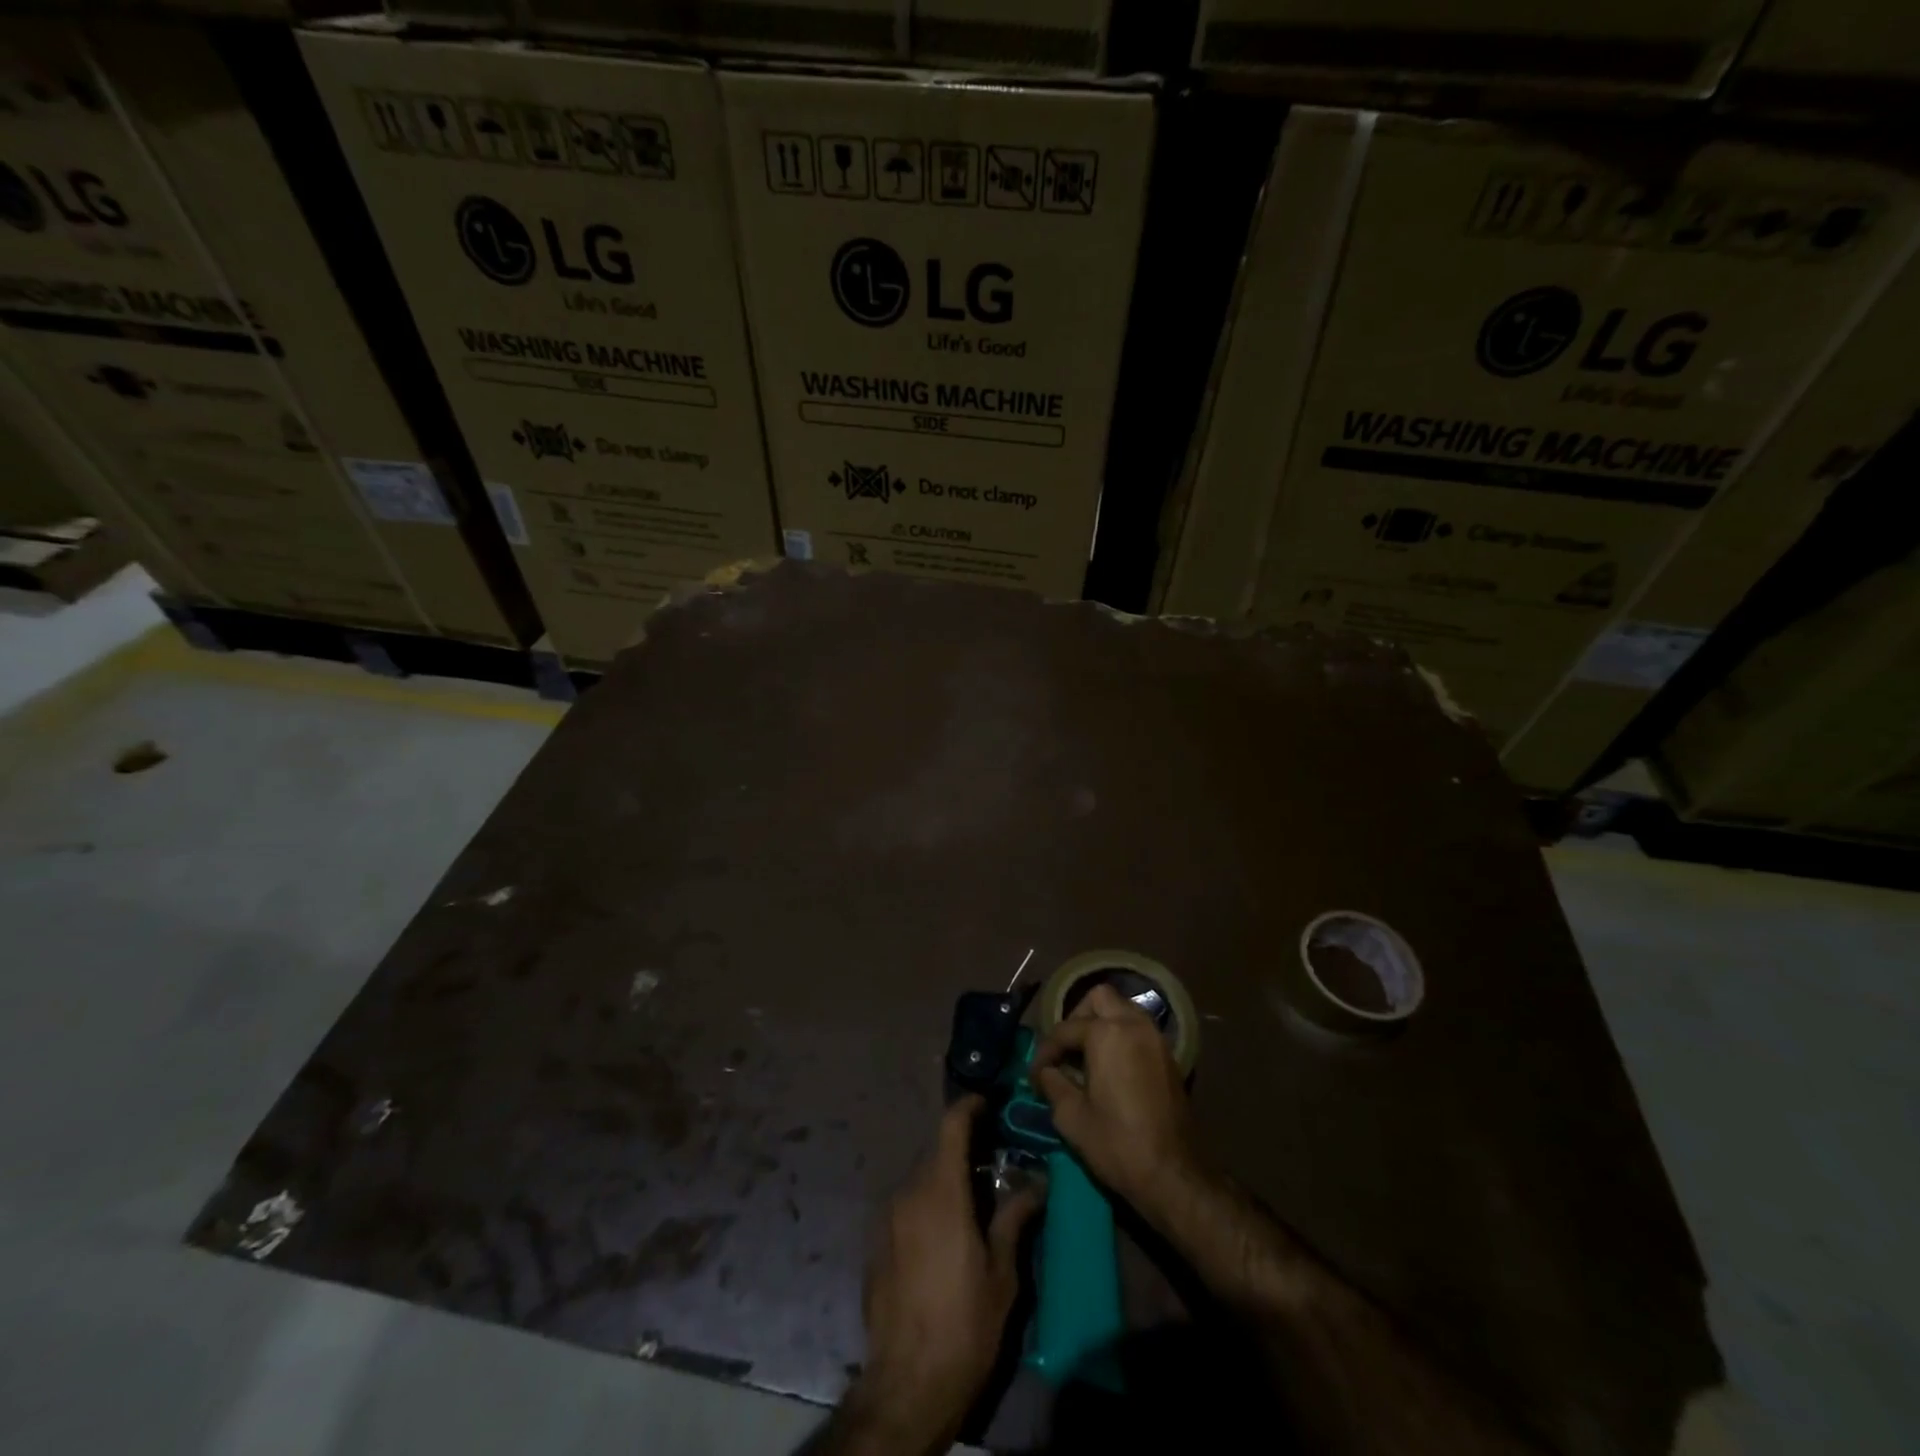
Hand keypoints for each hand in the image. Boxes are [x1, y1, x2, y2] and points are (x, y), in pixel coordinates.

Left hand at [848, 1096, 1040, 1452]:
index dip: (969, 1107)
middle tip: (992, 1165)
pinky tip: (944, 1236)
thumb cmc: (964, 1325)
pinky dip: (926, 1205)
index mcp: (941, 1192)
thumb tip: (1035, 1185)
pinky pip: (905, 1207)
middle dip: (963, 1151)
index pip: (951, 1126)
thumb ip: (1014, 1219)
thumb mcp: (1001, 1274)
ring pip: (920, 1180)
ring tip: (972, 1203)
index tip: (987, 1104)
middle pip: (937, 1153)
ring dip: (945, 1181)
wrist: (907, 1384)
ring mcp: (887, 1218)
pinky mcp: (876, 1244)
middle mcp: (909, 1194)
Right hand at [1032, 983, 1201, 1219]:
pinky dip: (1121, 1036)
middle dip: (1077, 1018)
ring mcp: (1155, 1038)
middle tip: (1065, 1050)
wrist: (1173, 1175)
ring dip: (1101, 1023)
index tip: (1035, 1075)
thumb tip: (1045, 1072)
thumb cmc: (1117, 1144)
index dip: (1045, 1052)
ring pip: (1123, 1009)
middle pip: (1099, 998)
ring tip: (1085, 1056)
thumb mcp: (1072, 1117)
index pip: (1065, 1030)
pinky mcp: (1168, 1056)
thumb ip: (1053, 1084)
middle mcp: (1133, 1024)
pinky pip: (1138, 1029)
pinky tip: (1110, 1067)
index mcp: (1107, 1033)